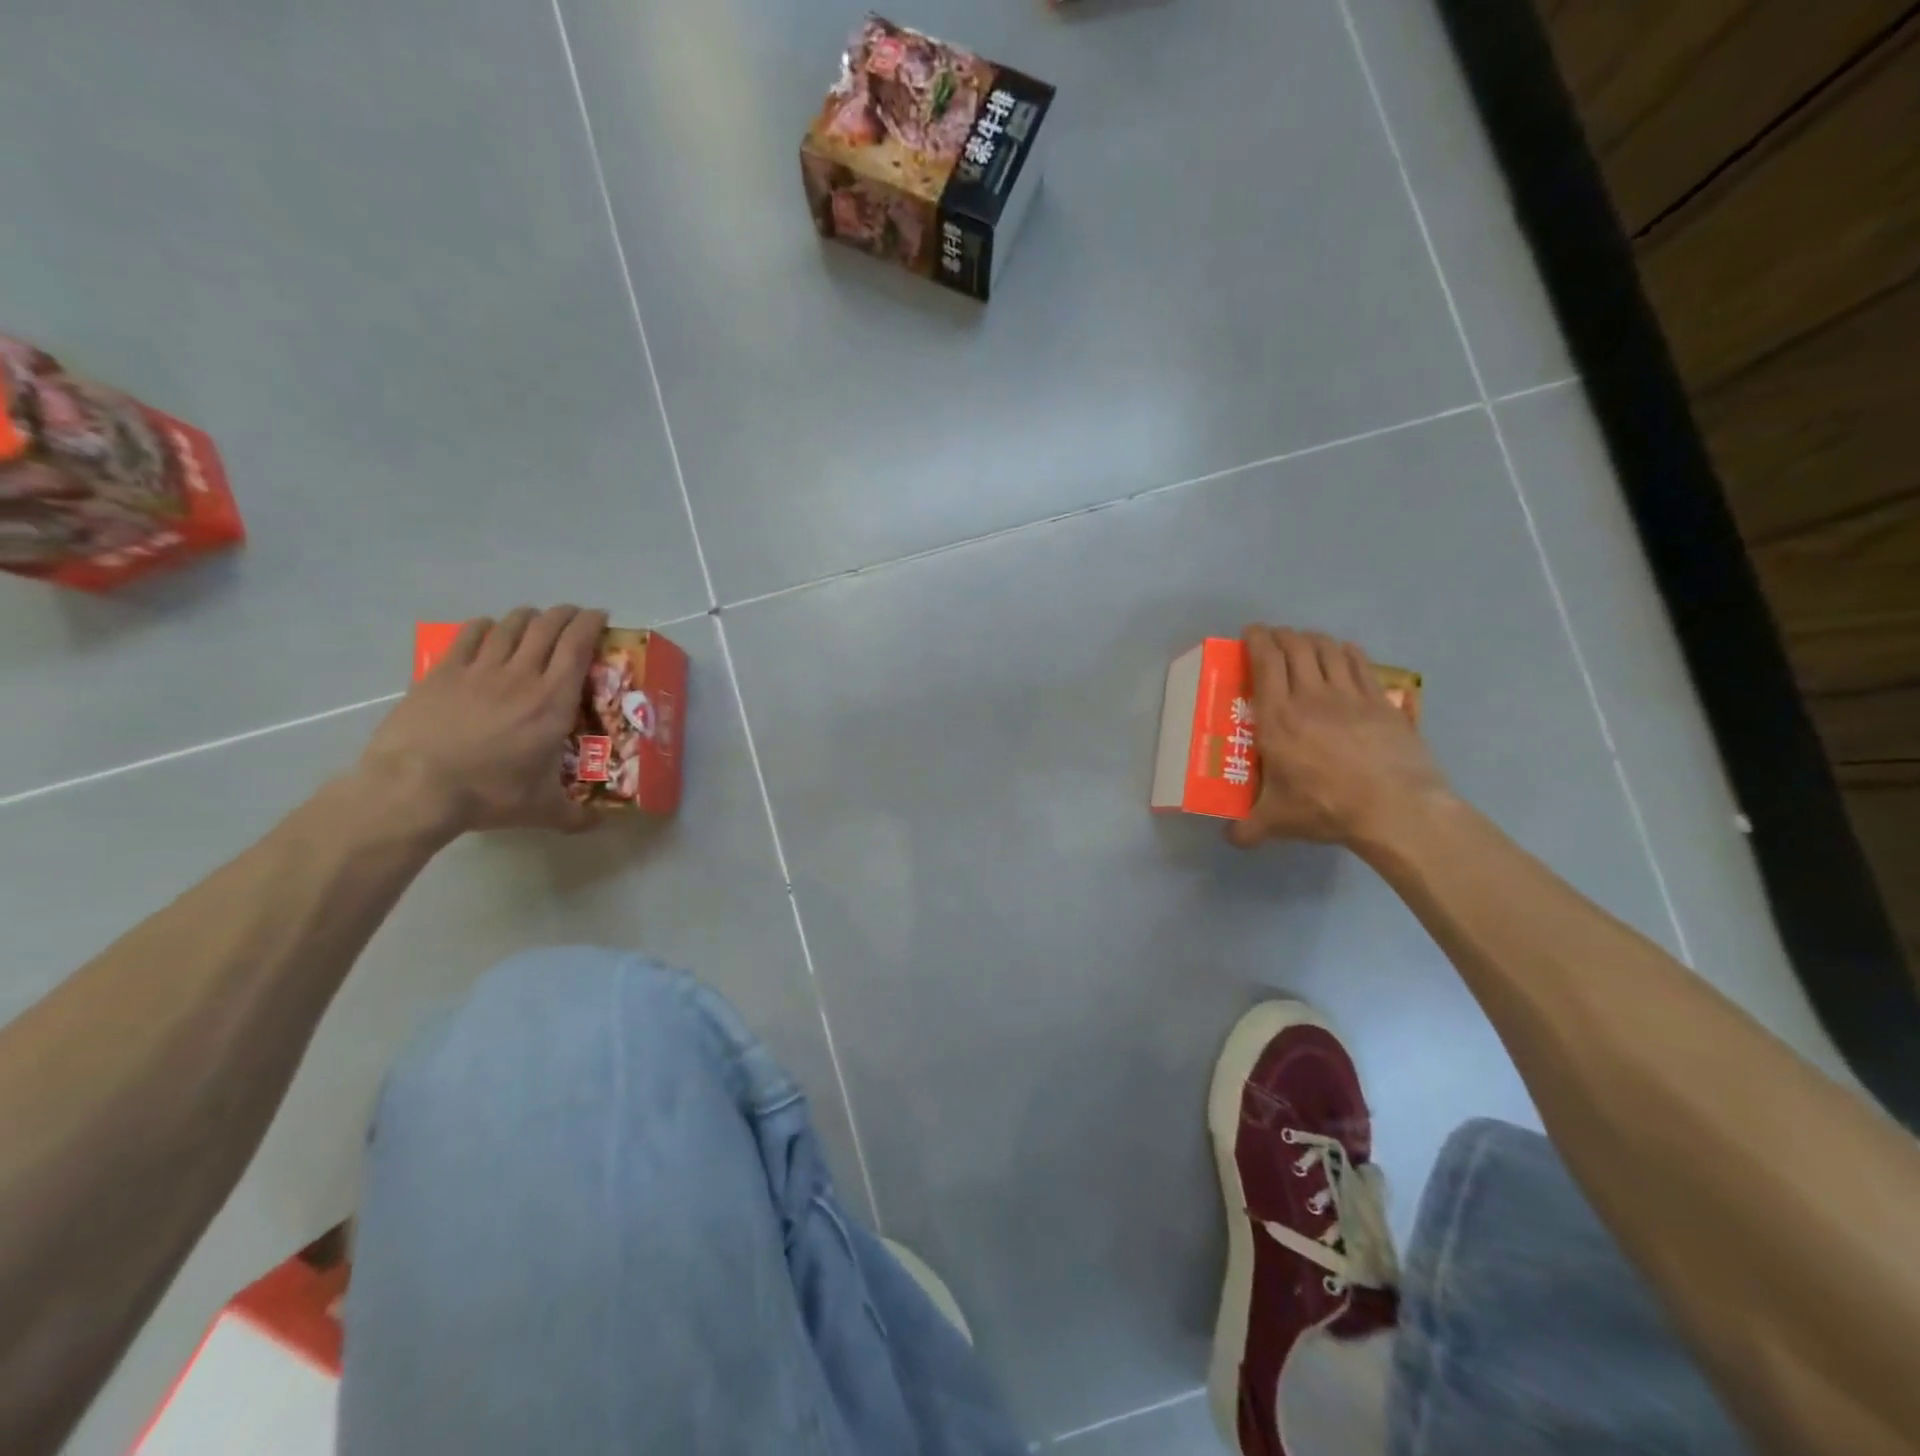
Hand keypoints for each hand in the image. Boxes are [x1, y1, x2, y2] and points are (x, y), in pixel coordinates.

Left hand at [356, 606, 607, 840]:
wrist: (416, 788)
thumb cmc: (489, 794)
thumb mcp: (542, 810)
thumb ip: (574, 816)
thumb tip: (598, 825)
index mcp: (554, 701)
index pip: (578, 645)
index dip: (592, 624)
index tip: (600, 617)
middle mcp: (522, 676)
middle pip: (548, 627)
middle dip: (565, 614)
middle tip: (575, 617)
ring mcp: (479, 670)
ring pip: (511, 625)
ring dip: (529, 617)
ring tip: (537, 620)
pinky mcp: (443, 672)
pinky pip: (470, 635)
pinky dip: (486, 626)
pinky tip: (490, 629)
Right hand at [1226, 625, 1450, 850]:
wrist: (1395, 809)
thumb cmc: (1327, 808)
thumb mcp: (1277, 821)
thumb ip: (1248, 828)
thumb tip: (1229, 839)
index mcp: (1278, 717)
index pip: (1265, 661)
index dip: (1256, 640)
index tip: (1250, 633)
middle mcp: (1310, 695)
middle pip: (1296, 646)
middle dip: (1281, 635)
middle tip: (1273, 639)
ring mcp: (1350, 694)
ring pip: (1328, 648)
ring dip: (1312, 639)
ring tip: (1305, 643)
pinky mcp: (1381, 701)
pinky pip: (1360, 662)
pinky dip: (1345, 651)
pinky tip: (1342, 654)